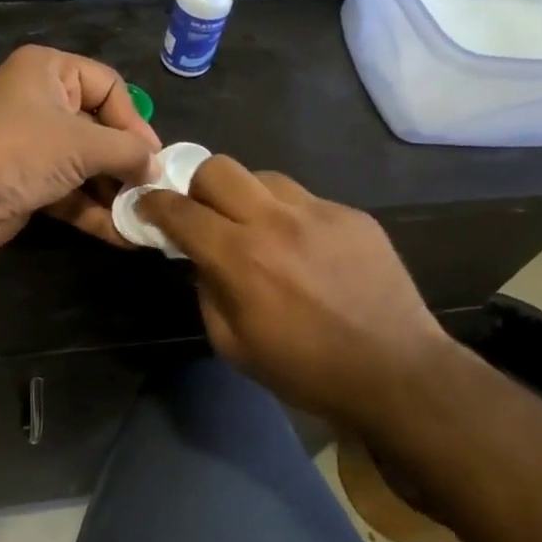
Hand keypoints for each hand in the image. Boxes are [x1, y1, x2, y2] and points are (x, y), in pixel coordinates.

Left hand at [0, 46, 160, 253]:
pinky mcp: (27, 181)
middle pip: (99, 128)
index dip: (134, 120)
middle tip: (154, 189)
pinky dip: (93, 210)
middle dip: (126, 163)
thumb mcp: (83, 144)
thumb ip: (128, 152)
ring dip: (113, 192)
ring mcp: (32, 145)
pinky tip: (122, 234)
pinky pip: (69, 190)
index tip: (155, 156)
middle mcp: (40, 102)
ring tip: (145, 216)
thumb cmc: (20, 150)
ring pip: (85, 165)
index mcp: (49, 71)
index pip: (108, 86)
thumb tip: (157, 167)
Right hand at [137, 156, 450, 428]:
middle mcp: (275, 221)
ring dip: (247, 198)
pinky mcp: (353, 215)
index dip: (153, 205)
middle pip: (219, 168)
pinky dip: (291, 217)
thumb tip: (203, 260)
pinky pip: (306, 200)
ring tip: (259, 231)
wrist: (395, 372)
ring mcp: (320, 212)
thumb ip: (208, 291)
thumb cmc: (305, 370)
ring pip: (264, 177)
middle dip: (198, 187)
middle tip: (204, 216)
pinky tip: (305, 250)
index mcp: (239, 256)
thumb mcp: (233, 345)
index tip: (146, 207)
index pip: (180, 210)